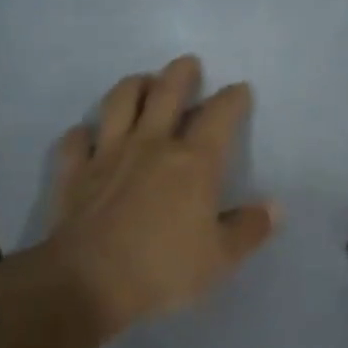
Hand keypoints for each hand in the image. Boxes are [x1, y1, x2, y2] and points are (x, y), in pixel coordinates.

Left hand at [27, 55, 276, 336]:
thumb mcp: (221, 258)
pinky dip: (83, 133)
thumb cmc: (163, 269)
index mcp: (194, 162)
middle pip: (166, 93)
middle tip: (188, 63)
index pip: (219, 116)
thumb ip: (249, 228)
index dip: (233, 99)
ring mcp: (107, 155)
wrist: (86, 284)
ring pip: (119, 104)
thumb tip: (273, 207)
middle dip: (181, 74)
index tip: (239, 90)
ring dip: (133, 86)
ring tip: (142, 82)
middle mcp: (151, 145)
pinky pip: (76, 141)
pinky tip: (87, 135)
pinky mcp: (74, 173)